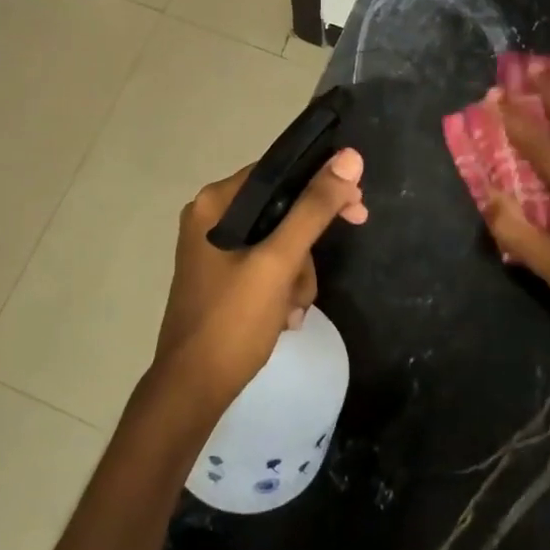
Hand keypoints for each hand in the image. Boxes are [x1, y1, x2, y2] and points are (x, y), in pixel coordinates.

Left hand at [153, 148, 367, 411]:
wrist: (192, 391)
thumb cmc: (233, 322)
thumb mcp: (279, 262)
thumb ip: (313, 209)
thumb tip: (349, 158)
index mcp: (215, 203)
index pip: (278, 173)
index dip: (321, 185)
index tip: (357, 208)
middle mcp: (210, 218)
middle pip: (280, 209)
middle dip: (306, 246)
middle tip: (332, 263)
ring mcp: (214, 250)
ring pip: (278, 242)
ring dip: (297, 275)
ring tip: (293, 309)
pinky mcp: (222, 277)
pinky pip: (265, 266)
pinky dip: (282, 288)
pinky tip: (284, 318)